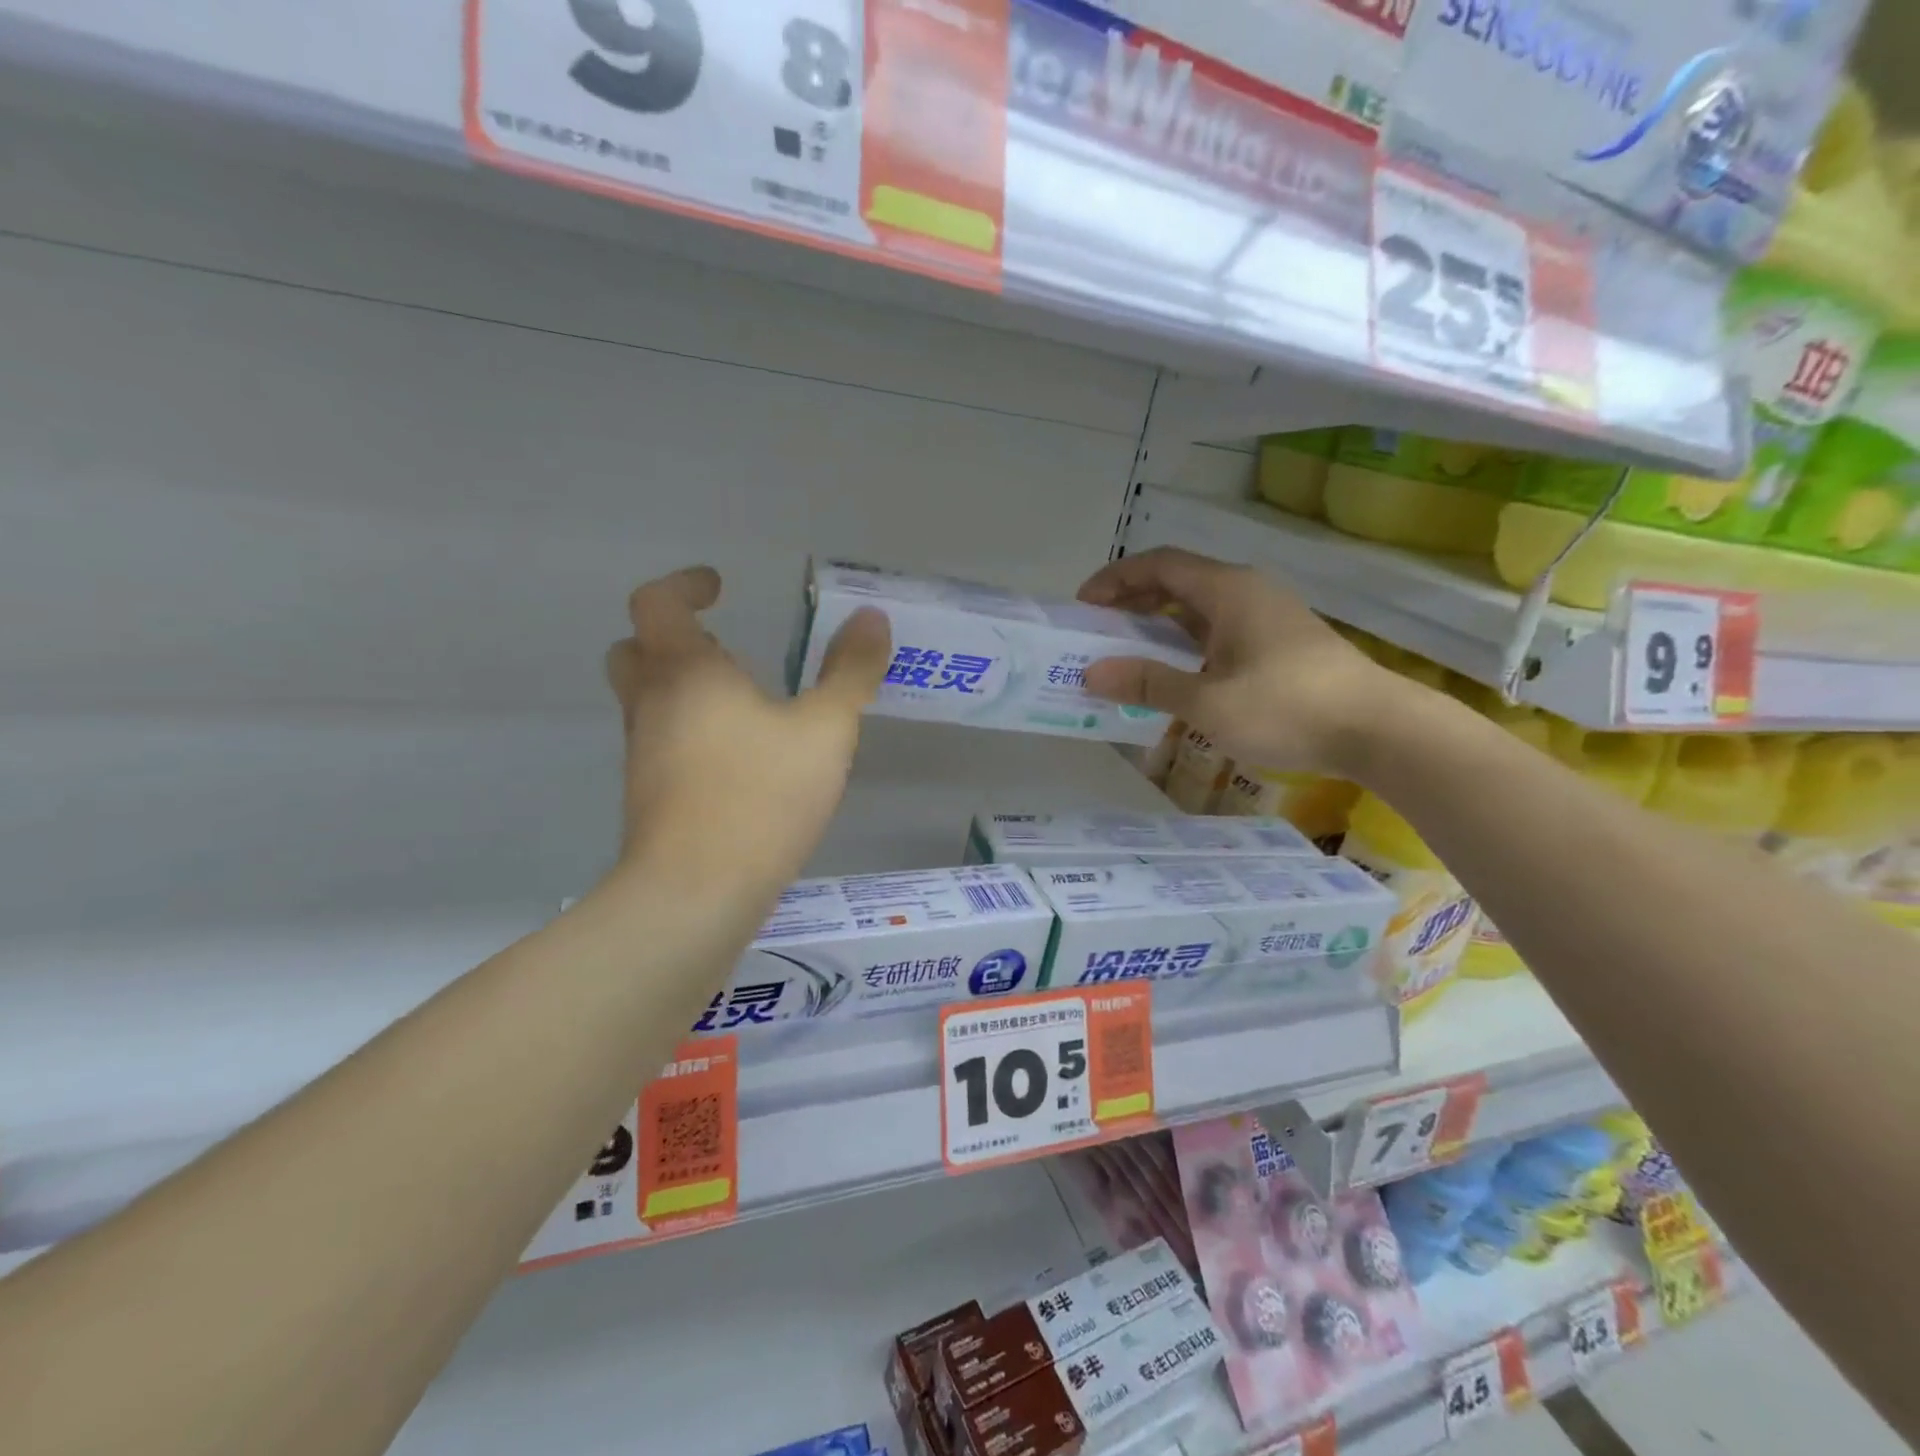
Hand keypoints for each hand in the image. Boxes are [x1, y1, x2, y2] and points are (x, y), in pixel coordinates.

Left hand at [603, 566, 889, 889]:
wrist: (696, 894)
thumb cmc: (761, 796)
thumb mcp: (825, 730)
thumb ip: (850, 672)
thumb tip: (871, 618)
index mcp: (685, 671)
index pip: (656, 602)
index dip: (683, 585)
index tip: (718, 586)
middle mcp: (651, 705)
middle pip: (635, 650)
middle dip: (674, 639)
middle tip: (721, 647)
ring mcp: (642, 754)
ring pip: (646, 701)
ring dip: (683, 687)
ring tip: (744, 703)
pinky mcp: (649, 797)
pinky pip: (661, 743)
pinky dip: (690, 731)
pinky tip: (739, 759)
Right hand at [1076, 548, 1401, 776]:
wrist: (1378, 729)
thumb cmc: (1286, 708)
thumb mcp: (1207, 702)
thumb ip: (1148, 683)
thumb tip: (1092, 673)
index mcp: (1228, 590)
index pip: (1159, 564)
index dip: (1116, 578)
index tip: (1083, 604)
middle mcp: (1247, 591)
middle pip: (1178, 581)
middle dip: (1133, 600)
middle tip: (1098, 629)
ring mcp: (1268, 615)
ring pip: (1200, 606)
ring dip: (1160, 622)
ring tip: (1128, 650)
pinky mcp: (1280, 642)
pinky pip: (1220, 628)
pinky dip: (1187, 640)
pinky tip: (1177, 670)